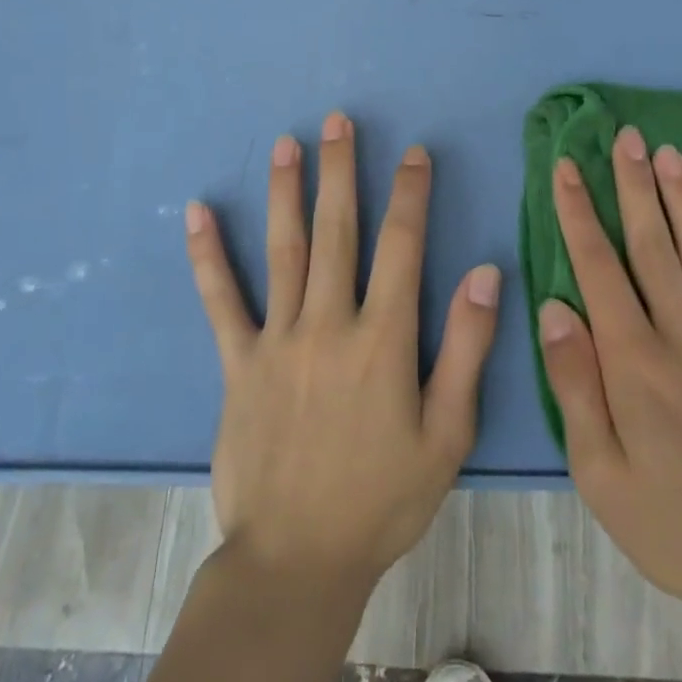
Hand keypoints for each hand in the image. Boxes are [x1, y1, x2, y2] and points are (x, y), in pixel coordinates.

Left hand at [184, 111, 500, 594]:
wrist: (298, 561)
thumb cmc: (383, 498)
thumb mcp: (447, 434)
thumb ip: (467, 349)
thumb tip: (483, 273)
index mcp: (383, 338)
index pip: (402, 246)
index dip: (410, 194)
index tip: (414, 153)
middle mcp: (329, 323)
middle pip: (338, 231)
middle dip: (342, 170)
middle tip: (339, 120)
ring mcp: (278, 339)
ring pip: (284, 249)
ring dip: (287, 191)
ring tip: (288, 143)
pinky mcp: (238, 362)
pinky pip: (221, 300)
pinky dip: (208, 254)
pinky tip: (197, 212)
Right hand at [538, 126, 681, 640]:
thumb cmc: (675, 522)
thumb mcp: (601, 473)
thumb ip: (575, 384)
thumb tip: (553, 307)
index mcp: (635, 360)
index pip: (598, 267)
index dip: (580, 212)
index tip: (568, 166)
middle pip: (653, 244)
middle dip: (634, 185)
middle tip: (626, 135)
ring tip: (671, 153)